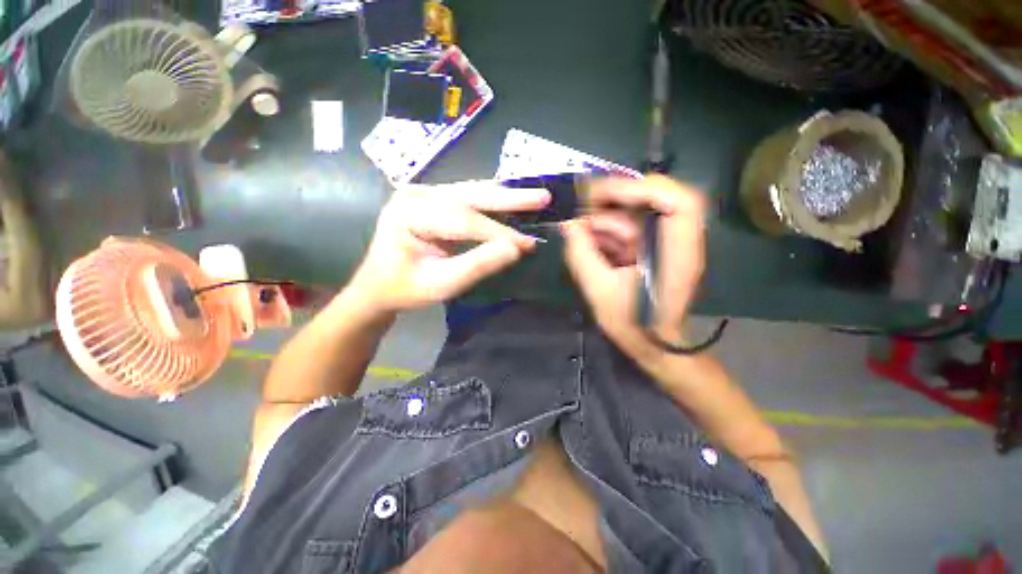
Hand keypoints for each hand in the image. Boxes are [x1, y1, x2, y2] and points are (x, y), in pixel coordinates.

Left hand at [349, 181, 549, 312]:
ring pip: (473, 191)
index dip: (500, 233)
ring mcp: (424, 193)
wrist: (378, 285)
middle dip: (510, 199)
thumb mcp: (440, 284)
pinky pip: (468, 197)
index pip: (464, 220)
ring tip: (534, 197)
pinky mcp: (433, 199)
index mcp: (410, 213)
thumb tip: (515, 249)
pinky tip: (512, 201)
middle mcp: (417, 194)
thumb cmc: (405, 289)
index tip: (529, 244)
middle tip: (544, 197)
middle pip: (471, 195)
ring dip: (505, 196)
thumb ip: (477, 265)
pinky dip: (493, 201)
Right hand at [562, 175, 705, 359]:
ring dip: (606, 218)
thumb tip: (567, 225)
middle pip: (658, 196)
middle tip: (583, 205)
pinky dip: (609, 230)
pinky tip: (590, 240)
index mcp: (677, 253)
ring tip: (580, 232)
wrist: (654, 344)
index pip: (679, 201)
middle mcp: (680, 240)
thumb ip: (581, 254)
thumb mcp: (599, 291)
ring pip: (638, 212)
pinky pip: (632, 226)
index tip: (604, 195)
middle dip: (617, 197)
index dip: (643, 188)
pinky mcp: (656, 246)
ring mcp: (668, 242)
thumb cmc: (633, 325)